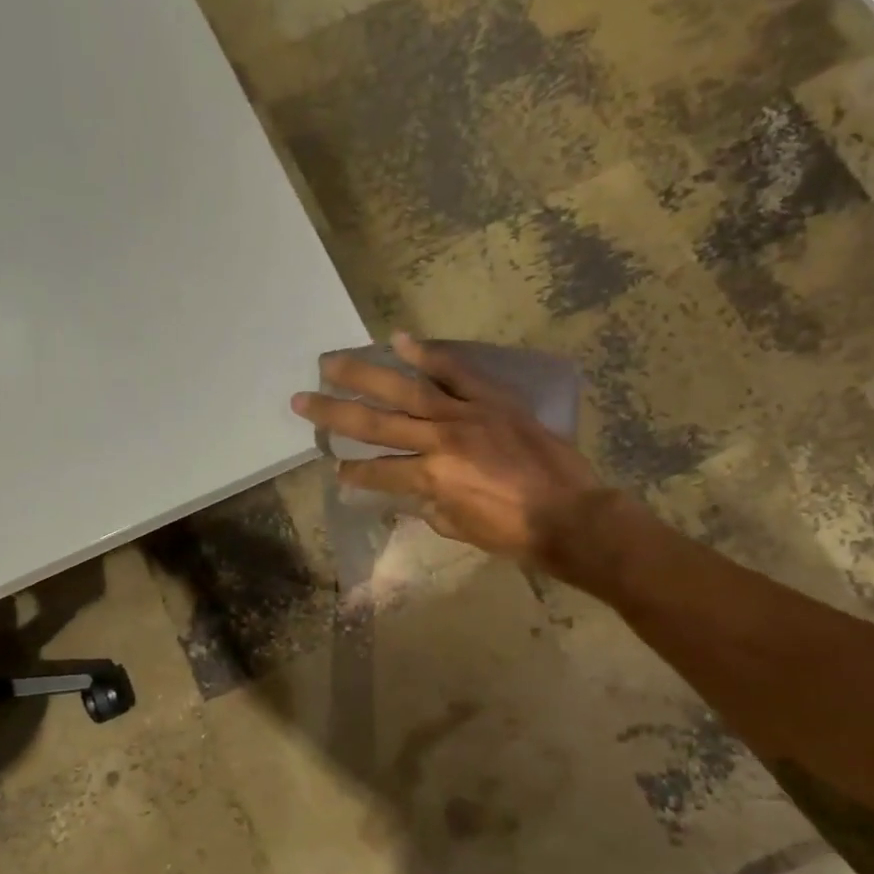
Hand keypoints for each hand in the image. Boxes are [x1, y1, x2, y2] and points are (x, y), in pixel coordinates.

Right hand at [291, 332, 600, 564]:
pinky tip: (399, 340)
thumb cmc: (515, 533)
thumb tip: (414, 491)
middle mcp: (439, 440)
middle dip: (334, 414)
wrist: (572, 515)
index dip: (354, 474)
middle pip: (376, 423)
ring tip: (331, 362)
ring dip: (364, 375)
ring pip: (406, 390)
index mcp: (431, 478)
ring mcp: (466, 414)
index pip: (378, 472)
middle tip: (301, 399)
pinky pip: (456, 372)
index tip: (334, 470)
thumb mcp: (461, 528)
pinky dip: (428, 355)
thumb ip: (430, 505)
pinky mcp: (492, 400)